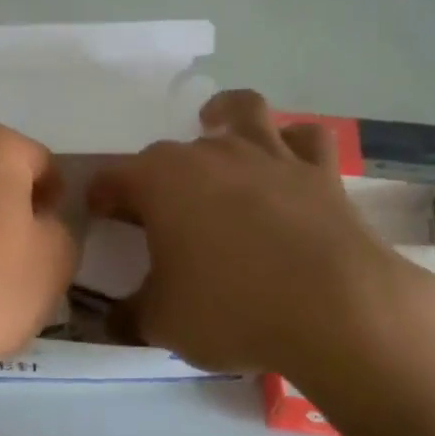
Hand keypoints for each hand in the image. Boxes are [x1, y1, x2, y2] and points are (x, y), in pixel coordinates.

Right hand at [87, 90, 434, 380]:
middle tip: (158, 215)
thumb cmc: (231, 309)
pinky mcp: (318, 170)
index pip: (112, 179)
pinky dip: (292, 142)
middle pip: (167, 153)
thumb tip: (111, 318)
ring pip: (241, 111)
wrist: (335, 310)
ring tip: (218, 132)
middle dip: (154, 177)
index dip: (100, 197)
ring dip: (224, 117)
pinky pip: (305, 138)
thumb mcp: (162, 323)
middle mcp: (208, 154)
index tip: (99, 216)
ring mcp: (266, 155)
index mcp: (158, 181)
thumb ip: (128, 315)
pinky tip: (286, 158)